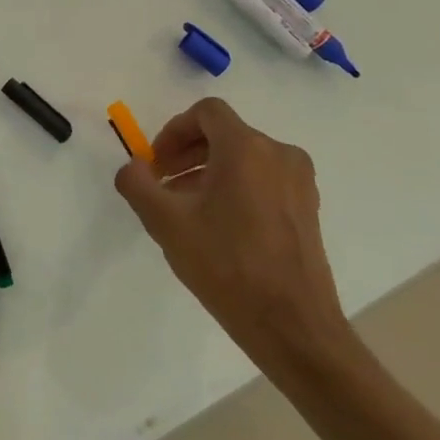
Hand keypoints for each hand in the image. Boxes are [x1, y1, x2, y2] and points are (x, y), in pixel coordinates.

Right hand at [113, 98, 345, 371]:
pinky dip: (234, 187)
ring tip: (185, 209)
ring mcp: (299, 182)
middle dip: (187, 153)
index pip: (206, 113)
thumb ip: (137, 183)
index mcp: (247, 149)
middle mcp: (279, 154)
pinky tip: (217, 226)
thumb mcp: (165, 222)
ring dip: (208, 172)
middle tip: (162, 185)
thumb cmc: (226, 265)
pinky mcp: (307, 208)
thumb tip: (133, 166)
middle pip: (224, 134)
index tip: (155, 163)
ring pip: (243, 158)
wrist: (292, 326)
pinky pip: (263, 180)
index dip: (173, 130)